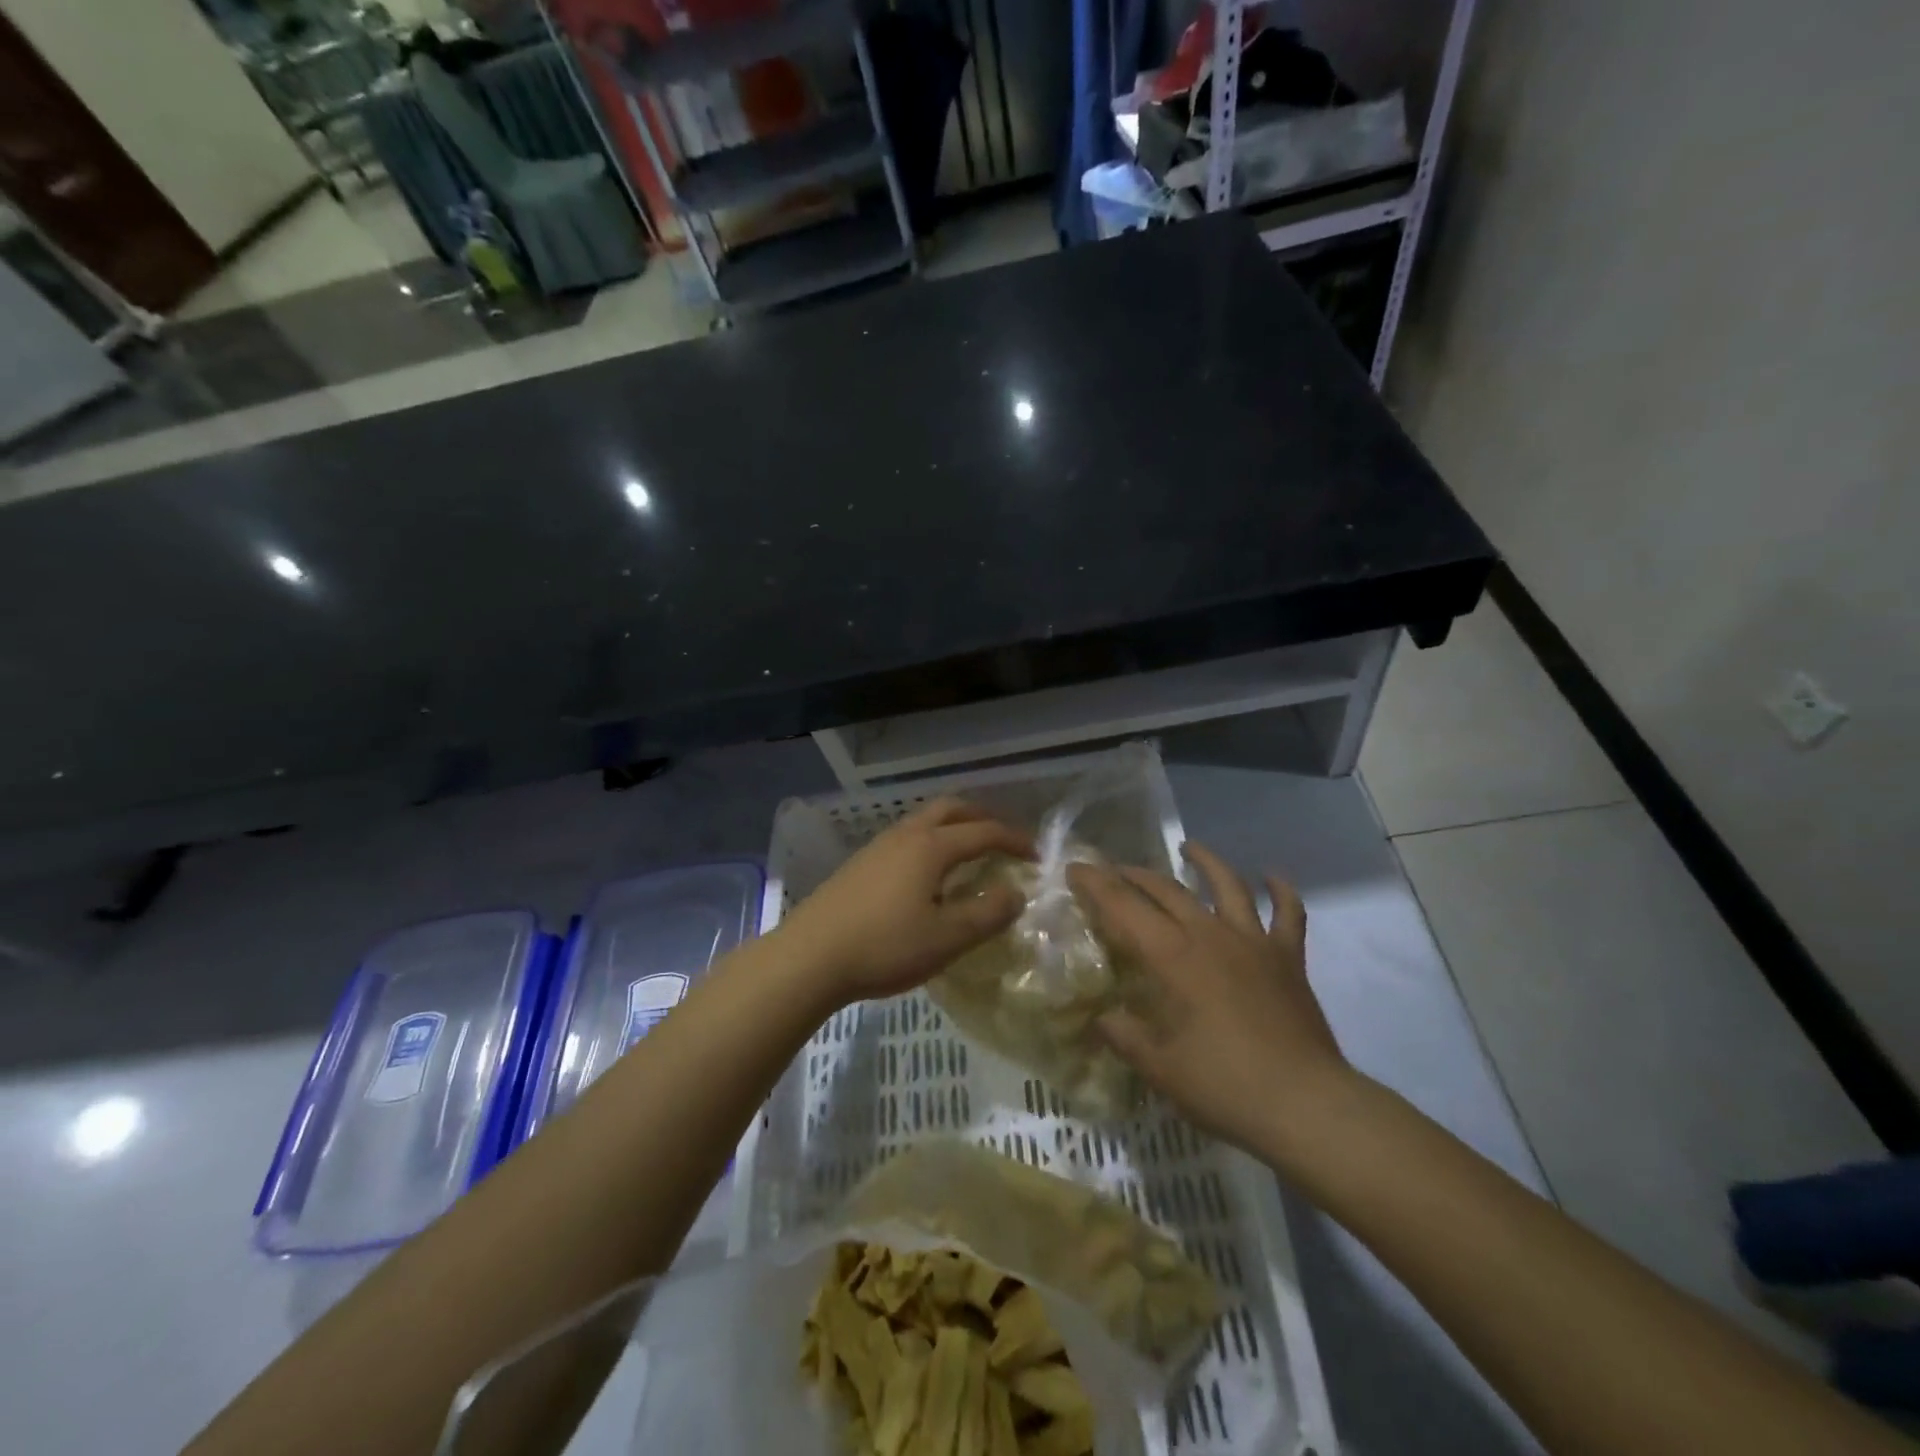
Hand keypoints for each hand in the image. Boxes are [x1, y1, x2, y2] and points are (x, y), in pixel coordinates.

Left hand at [776, 798, 1033, 1009]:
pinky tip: (928, 875)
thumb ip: (987, 913)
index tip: (1036, 856)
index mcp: (931, 847)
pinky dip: (931, 842)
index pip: (984, 831)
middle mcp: (906, 835)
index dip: (1014, 840)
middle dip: (983, 817)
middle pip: (951, 809)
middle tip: (1003, 840)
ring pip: (925, 820)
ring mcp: (878, 846)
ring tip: (969, 854)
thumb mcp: (947, 938)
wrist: (810, 956)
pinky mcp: (860, 863)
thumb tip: (1016, 892)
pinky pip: (907, 837)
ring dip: (954, 827)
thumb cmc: (884, 947)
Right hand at [1067, 842, 1349, 1154]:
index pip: (1124, 907)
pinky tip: (1272, 876)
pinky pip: (1288, 914)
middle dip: (1135, 874)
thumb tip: (1102, 1018)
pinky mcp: (1288, 958)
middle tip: (1114, 870)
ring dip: (1207, 862)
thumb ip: (1124, 1036)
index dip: (1096, 884)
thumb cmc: (1224, 1085)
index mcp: (1173, 957)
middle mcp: (1210, 935)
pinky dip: (1281, 891)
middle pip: (1167, 889)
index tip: (1075, 868)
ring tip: (1190, 847)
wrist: (1305, 1105)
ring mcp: (1253, 942)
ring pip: (1228, 886)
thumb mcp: (1159, 1067)